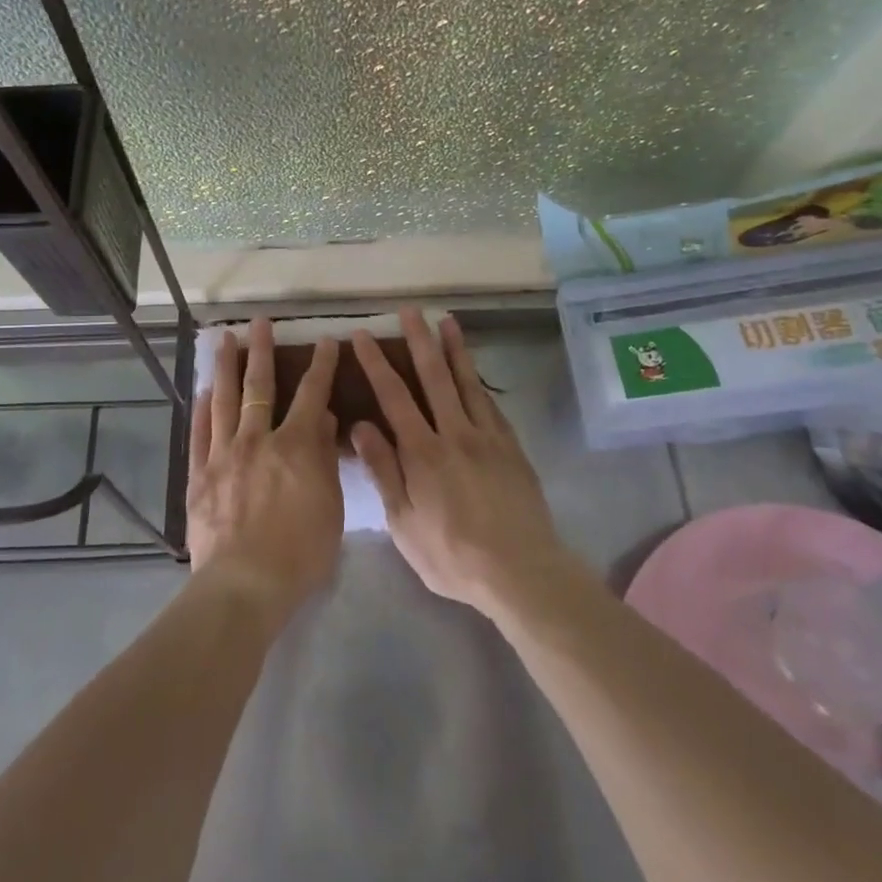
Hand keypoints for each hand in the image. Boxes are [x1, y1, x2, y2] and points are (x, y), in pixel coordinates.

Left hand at [187, 318, 343, 617]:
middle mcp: (257, 440)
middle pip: (259, 386)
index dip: (320, 365)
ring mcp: (223, 455)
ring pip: (224, 400)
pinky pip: (199, 434)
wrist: (244, 584)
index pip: (311, 394)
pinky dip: (202, 410)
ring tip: (224, 340)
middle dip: (262, 351)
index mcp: (295, 446)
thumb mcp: (330, 506)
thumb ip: (324, 458)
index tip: (325, 341)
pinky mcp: (199, 476)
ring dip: (226, 367)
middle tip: (259, 322)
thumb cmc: (300, 552)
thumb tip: (322, 418)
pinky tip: (204, 392)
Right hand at [348, 308, 576, 621]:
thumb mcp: (404, 523)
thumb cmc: (452, 555)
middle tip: (410, 310)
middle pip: (434, 377)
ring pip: (467, 383)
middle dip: (419, 340)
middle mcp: (454, 434)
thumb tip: (361, 425)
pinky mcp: (511, 448)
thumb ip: (384, 471)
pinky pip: (492, 405)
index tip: (363, 336)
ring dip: (455, 349)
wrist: (520, 571)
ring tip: (447, 321)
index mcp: (422, 453)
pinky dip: (480, 382)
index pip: (394, 396)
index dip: (376, 363)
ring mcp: (487, 437)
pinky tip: (475, 371)